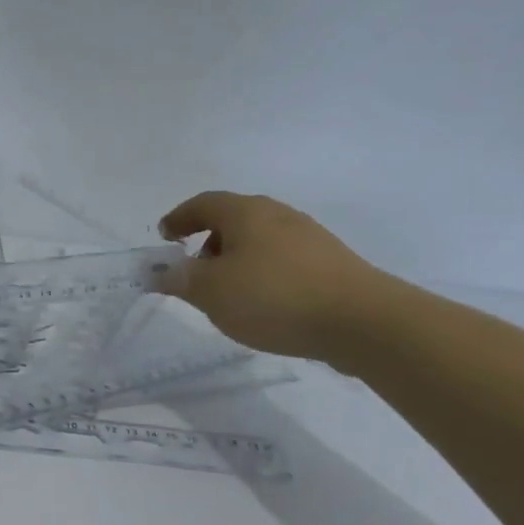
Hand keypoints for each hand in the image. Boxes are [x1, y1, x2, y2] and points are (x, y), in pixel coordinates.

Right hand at [157, 191, 397, 363]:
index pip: (202, 203)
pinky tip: (266, 303)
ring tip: (229, 292)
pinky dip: (263, 273)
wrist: (363, 321)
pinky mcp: (331, 262)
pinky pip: (283, 259)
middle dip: (207, 241)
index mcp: (244, 211)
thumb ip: (180, 279)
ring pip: (259, 240)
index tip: (164, 238)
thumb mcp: (212, 292)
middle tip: (194, 270)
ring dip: (236, 259)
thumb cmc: (274, 297)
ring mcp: (309, 236)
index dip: (178, 218)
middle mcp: (277, 214)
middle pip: (232, 219)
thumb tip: (160, 272)